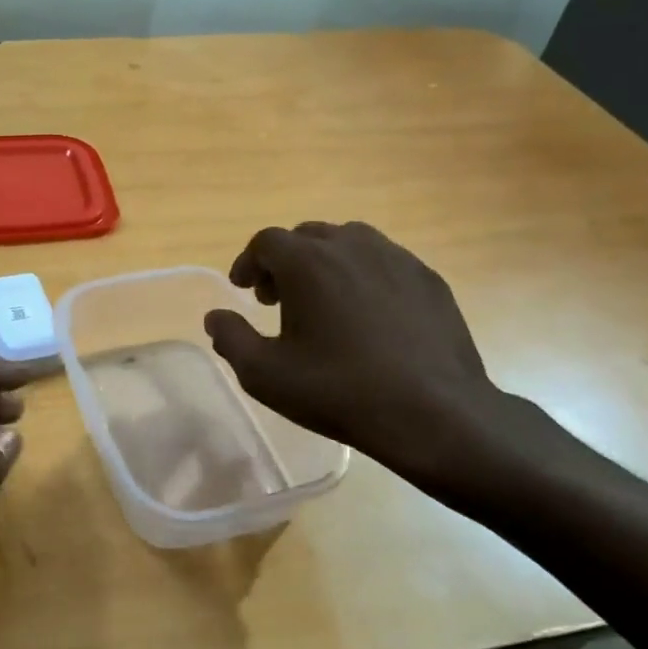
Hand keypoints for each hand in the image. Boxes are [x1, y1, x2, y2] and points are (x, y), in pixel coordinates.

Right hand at [204, 222, 512, 490]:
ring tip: (323, 302)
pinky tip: (367, 316)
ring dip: (326, 263)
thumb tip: (215, 317)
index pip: (266, 242)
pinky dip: (363, 277)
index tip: (243, 289)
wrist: (432, 412)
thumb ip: (231, 338)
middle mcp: (351, 246)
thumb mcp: (264, 374)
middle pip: (307, 236)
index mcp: (307, 263)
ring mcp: (396, 259)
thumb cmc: (337, 391)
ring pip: (349, 242)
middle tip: (278, 299)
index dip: (248, 262)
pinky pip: (384, 263)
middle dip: (285, 262)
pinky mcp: (427, 279)